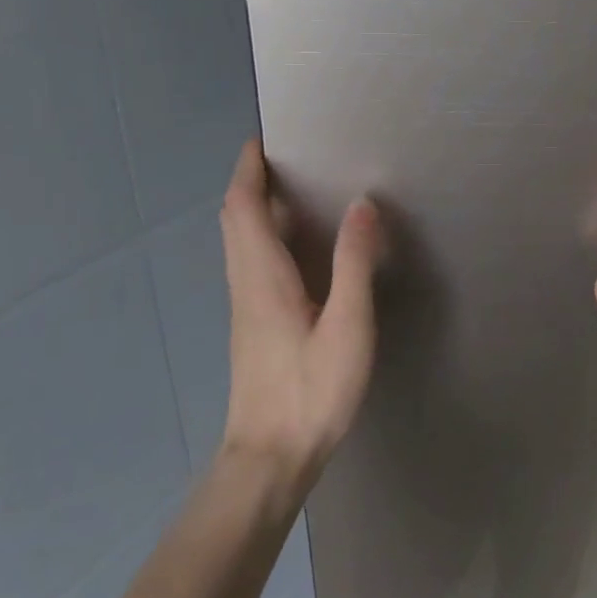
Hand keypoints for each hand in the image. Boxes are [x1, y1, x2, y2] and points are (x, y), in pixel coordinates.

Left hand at [217, 139, 381, 490]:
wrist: (271, 456)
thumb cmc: (311, 391)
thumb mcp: (346, 326)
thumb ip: (353, 264)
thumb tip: (361, 204)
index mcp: (263, 276)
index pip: (243, 208)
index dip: (247, 171)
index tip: (261, 141)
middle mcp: (245, 283)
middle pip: (235, 220)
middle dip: (250, 183)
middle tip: (284, 159)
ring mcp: (245, 307)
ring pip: (239, 242)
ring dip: (255, 208)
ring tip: (293, 191)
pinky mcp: (252, 325)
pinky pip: (250, 262)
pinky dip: (263, 236)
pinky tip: (296, 248)